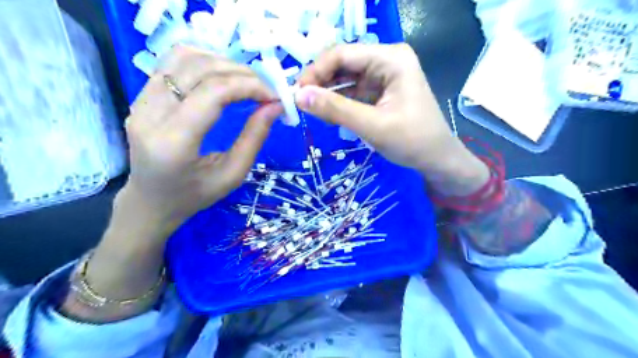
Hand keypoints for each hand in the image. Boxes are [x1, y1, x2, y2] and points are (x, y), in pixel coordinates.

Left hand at [123, 45, 281, 231]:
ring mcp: (141, 101)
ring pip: (184, 57)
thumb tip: (275, 107)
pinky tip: (221, 76)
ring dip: (223, 63)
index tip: (273, 97)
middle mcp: (151, 114)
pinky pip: (173, 62)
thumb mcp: (232, 175)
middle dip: (241, 73)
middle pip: (200, 69)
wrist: (151, 200)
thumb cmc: (194, 195)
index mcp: (174, 143)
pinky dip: (204, 61)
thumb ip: (254, 138)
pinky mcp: (141, 95)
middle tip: (265, 90)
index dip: (249, 86)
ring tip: (246, 82)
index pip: (213, 93)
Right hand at [294, 44, 489, 196]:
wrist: (437, 159)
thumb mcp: (372, 125)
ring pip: (346, 78)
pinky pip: (353, 91)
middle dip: (321, 83)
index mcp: (391, 59)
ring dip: (328, 93)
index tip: (297, 93)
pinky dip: (339, 102)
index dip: (316, 71)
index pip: (343, 54)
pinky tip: (328, 114)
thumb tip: (298, 96)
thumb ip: (335, 109)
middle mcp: (387, 60)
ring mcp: (384, 75)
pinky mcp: (381, 91)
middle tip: (301, 104)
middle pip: (343, 64)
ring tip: (311, 111)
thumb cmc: (412, 141)